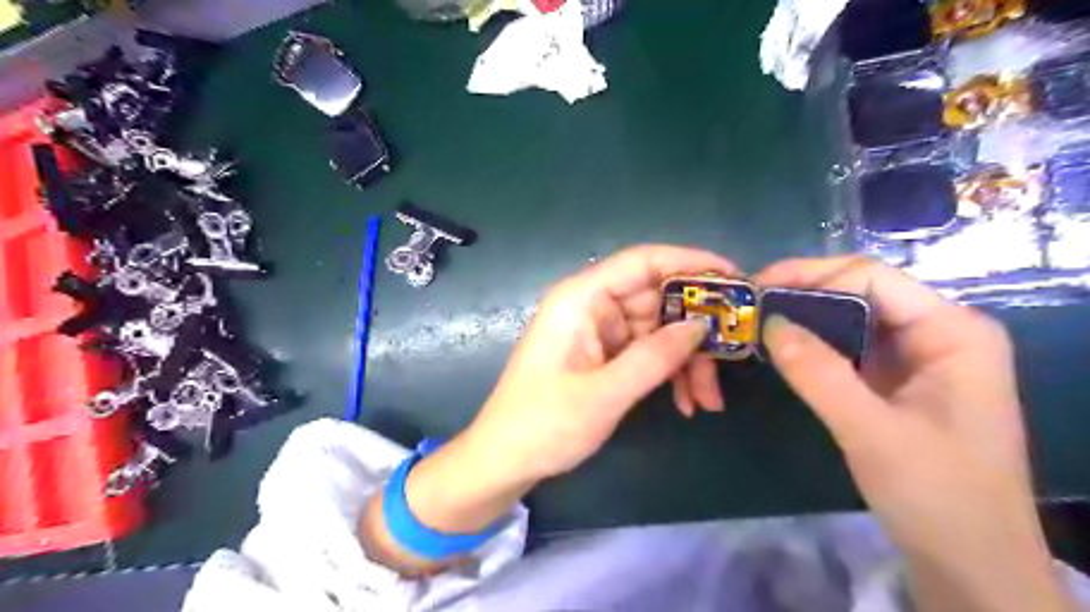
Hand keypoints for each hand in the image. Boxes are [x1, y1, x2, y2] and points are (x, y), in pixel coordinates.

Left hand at [364, 244, 730, 572]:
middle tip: (735, 355)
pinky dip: (669, 372)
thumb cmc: (543, 424)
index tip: (736, 279)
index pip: (643, 261)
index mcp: (581, 299)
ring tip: (709, 399)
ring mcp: (598, 331)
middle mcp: (592, 306)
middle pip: (658, 298)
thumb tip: (701, 326)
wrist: (504, 460)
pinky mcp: (603, 355)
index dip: (691, 263)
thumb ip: (655, 357)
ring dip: (687, 360)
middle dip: (696, 329)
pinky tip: (687, 403)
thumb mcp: (605, 394)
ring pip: (658, 330)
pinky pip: (647, 352)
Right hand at [754, 257, 1070, 611]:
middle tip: (752, 308)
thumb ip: (817, 372)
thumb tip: (768, 324)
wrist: (970, 561)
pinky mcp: (902, 380)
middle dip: (804, 295)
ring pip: (854, 318)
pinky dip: (817, 345)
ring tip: (760, 325)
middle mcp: (940, 331)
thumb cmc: (936, 494)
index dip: (810, 275)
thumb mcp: (869, 431)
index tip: (757, 289)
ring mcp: (922, 356)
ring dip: (807, 319)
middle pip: (862, 292)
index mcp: (953, 331)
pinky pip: (853, 347)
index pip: (871, 278)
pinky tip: (786, 351)